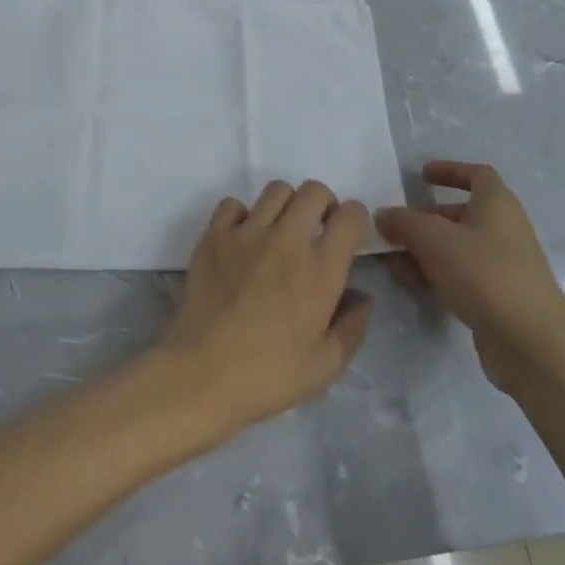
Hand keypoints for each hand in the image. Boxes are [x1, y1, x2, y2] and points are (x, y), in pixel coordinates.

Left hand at [157, 180, 372, 441]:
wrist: (202, 374)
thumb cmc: (269, 376)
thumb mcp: (326, 365)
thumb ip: (352, 325)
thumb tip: (362, 295)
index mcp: (321, 268)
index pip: (351, 215)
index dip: (355, 220)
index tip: (348, 240)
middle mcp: (287, 239)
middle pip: (314, 190)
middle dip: (323, 206)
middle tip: (316, 234)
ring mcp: (247, 233)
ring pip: (276, 189)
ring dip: (286, 206)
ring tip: (280, 234)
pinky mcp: (214, 236)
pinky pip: (233, 204)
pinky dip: (242, 215)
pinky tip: (242, 242)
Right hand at [376, 161, 564, 393]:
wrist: (531, 342)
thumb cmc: (484, 273)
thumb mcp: (434, 238)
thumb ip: (404, 222)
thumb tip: (384, 215)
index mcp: (497, 204)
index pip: (477, 174)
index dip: (450, 171)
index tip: (422, 177)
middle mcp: (504, 229)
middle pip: (461, 214)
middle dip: (426, 220)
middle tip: (395, 229)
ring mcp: (504, 266)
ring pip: (458, 249)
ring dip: (426, 252)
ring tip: (395, 264)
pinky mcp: (499, 298)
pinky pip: (463, 277)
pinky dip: (438, 276)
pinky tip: (415, 287)